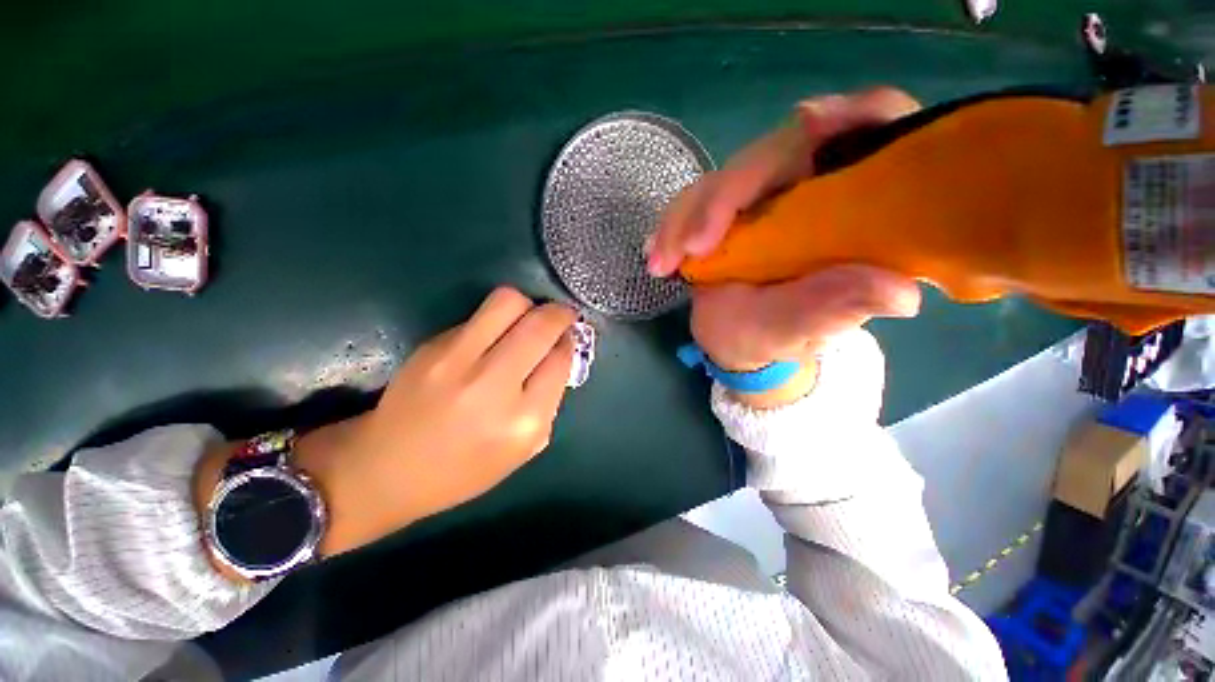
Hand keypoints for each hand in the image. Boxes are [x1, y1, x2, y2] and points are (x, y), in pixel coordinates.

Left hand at [195, 288, 575, 568]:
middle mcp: (494, 384)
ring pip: (508, 302)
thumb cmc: (462, 470)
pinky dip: (496, 320)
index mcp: (523, 421)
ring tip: (527, 319)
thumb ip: (549, 403)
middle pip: (540, 324)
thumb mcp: (523, 451)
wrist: (386, 468)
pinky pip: (479, 316)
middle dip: (560, 313)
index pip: (560, 360)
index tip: (569, 337)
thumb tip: (559, 356)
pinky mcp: (433, 345)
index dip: (570, 342)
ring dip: (528, 305)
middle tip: (562, 316)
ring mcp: (458, 359)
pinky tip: (492, 337)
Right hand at [648, 88, 922, 407]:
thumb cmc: (775, 335)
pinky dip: (672, 226)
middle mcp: (808, 188)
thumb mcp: (803, 328)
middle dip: (727, 195)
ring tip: (663, 263)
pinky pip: (694, 201)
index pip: (869, 134)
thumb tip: (899, 293)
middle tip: (692, 247)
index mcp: (850, 207)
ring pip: (724, 178)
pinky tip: (657, 253)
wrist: (735, 338)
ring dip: (686, 217)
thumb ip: (837, 307)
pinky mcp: (724, 208)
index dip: (853, 116)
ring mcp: (761, 195)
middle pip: (775, 153)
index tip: (812, 124)